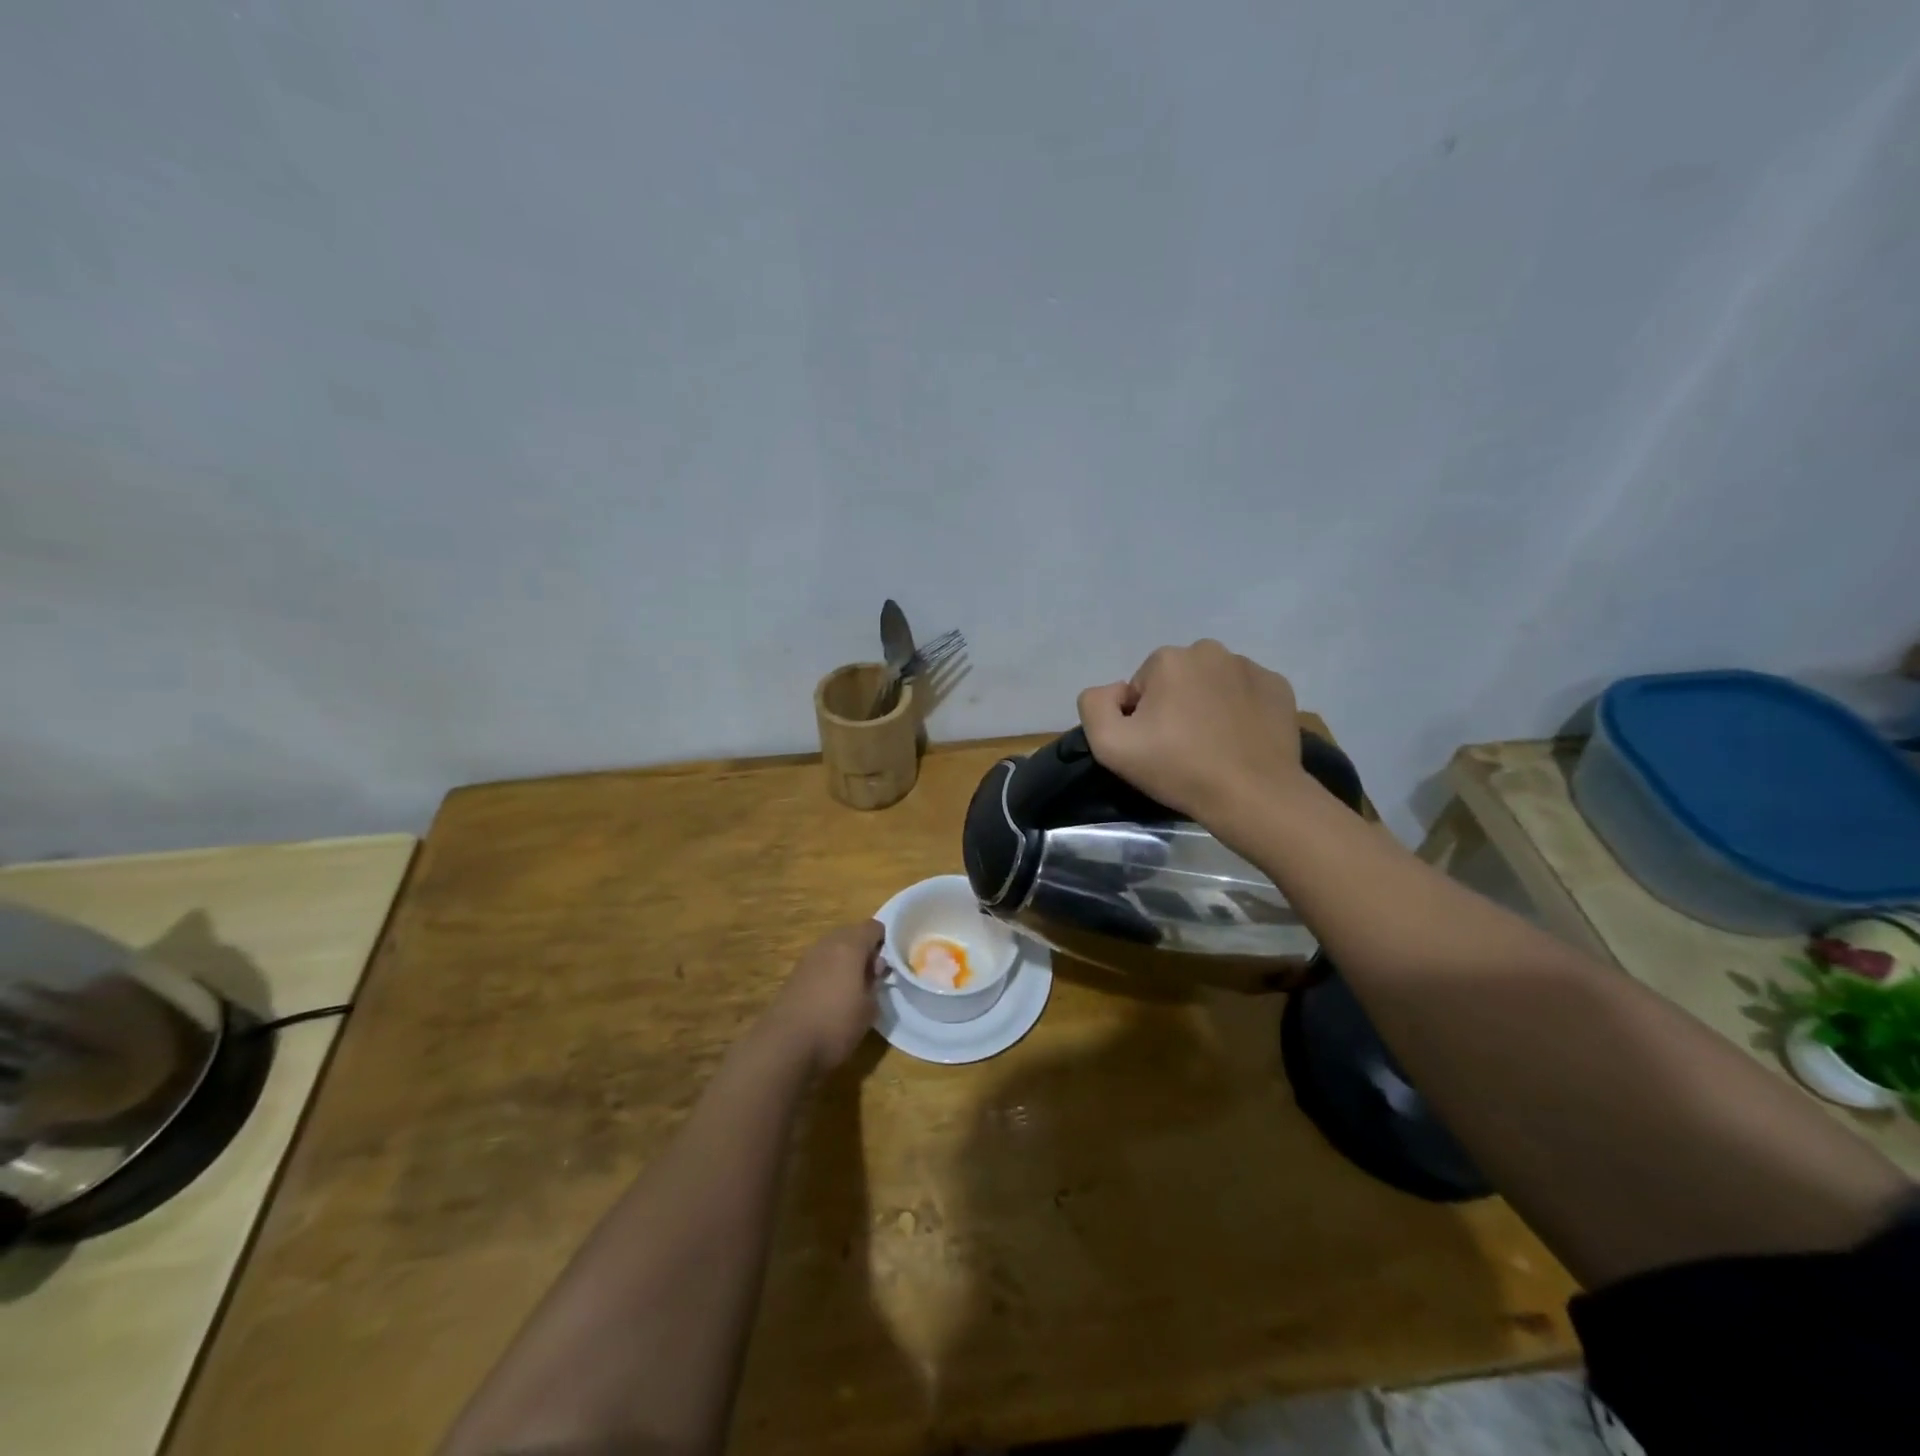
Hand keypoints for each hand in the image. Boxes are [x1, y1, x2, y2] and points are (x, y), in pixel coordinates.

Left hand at [763, 921, 882, 1073]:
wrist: (785, 1046)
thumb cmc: (836, 1024)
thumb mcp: (869, 1008)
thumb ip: (875, 982)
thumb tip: (874, 968)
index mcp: (850, 946)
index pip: (874, 927)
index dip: (885, 942)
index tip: (890, 963)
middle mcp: (827, 944)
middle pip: (852, 934)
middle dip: (865, 949)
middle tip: (873, 976)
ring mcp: (807, 958)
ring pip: (834, 948)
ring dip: (846, 960)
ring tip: (854, 987)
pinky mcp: (794, 975)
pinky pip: (820, 963)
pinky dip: (829, 972)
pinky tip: (832, 996)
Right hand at [1077, 640, 1304, 821]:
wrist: (1253, 795)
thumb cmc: (1179, 769)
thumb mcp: (1109, 745)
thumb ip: (1094, 705)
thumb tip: (1116, 691)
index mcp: (1168, 659)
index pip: (1141, 687)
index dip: (1142, 718)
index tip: (1155, 747)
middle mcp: (1210, 651)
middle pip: (1177, 680)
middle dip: (1174, 706)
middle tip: (1182, 748)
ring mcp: (1250, 667)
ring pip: (1212, 684)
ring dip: (1207, 706)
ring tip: (1213, 746)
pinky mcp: (1278, 686)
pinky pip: (1246, 693)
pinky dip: (1240, 711)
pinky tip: (1239, 741)